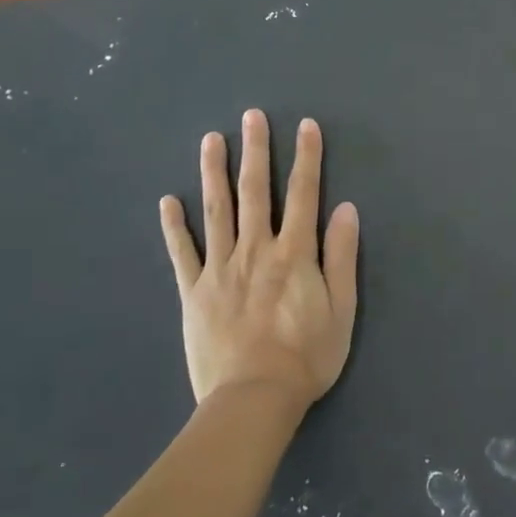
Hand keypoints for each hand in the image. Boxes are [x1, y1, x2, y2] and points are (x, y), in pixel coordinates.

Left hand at [160, 109, 359, 414]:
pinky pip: (182, 253)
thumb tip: (346, 208)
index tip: (306, 125)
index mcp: (294, 252)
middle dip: (256, 150)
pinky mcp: (194, 292)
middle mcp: (256, 249)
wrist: (253, 401)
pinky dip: (174, 226)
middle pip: (255, 191)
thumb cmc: (306, 356)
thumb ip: (342, 256)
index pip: (303, 193)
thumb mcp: (342, 309)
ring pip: (217, 211)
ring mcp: (221, 268)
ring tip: (211, 139)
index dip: (306, 157)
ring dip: (214, 172)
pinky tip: (168, 201)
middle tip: (251, 115)